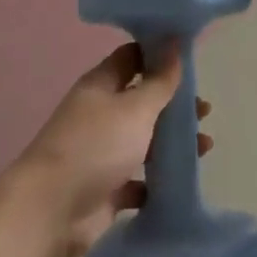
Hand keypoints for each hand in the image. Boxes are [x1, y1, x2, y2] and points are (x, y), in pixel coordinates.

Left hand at [12, 42, 212, 256]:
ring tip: (205, 147)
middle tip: (205, 110)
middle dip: (174, 103)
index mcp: (101, 86)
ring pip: (145, 140)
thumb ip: (159, 81)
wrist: (51, 212)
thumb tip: (174, 44)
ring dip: (173, 142)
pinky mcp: (107, 188)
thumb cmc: (95, 146)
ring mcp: (103, 152)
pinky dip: (159, 179)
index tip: (191, 56)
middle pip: (143, 100)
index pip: (132, 57)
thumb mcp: (135, 108)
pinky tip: (183, 180)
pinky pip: (140, 178)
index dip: (159, 53)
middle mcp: (101, 114)